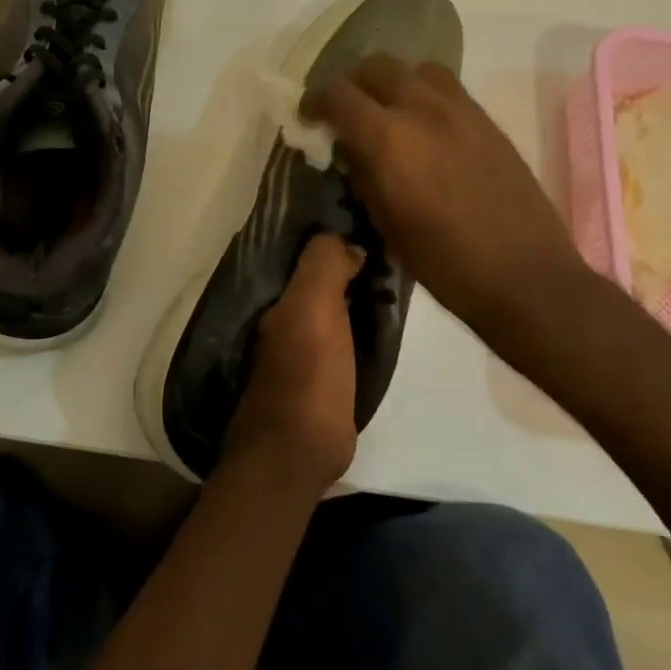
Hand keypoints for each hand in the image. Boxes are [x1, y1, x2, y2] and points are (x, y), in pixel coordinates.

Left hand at [222, 234, 364, 494]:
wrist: (297, 450)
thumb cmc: (307, 373)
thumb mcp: (313, 308)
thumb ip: (323, 266)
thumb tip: (347, 241)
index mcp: (277, 298)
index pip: (303, 252)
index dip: (331, 234)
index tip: (368, 219)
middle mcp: (282, 318)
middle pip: (316, 278)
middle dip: (344, 261)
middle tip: (390, 246)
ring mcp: (299, 350)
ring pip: (330, 306)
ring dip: (354, 292)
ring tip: (393, 276)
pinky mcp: (319, 377)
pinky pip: (341, 335)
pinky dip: (357, 322)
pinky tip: (381, 317)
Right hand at [302, 56, 589, 348]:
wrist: (523, 275)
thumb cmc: (443, 261)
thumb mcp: (385, 223)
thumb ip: (362, 175)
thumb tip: (350, 150)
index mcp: (389, 139)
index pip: (338, 95)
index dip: (315, 101)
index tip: (309, 116)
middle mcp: (423, 110)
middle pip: (376, 67)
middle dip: (351, 83)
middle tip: (345, 110)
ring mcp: (461, 110)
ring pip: (416, 68)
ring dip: (392, 82)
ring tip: (387, 110)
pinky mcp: (487, 120)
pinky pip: (447, 87)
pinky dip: (424, 93)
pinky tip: (423, 126)